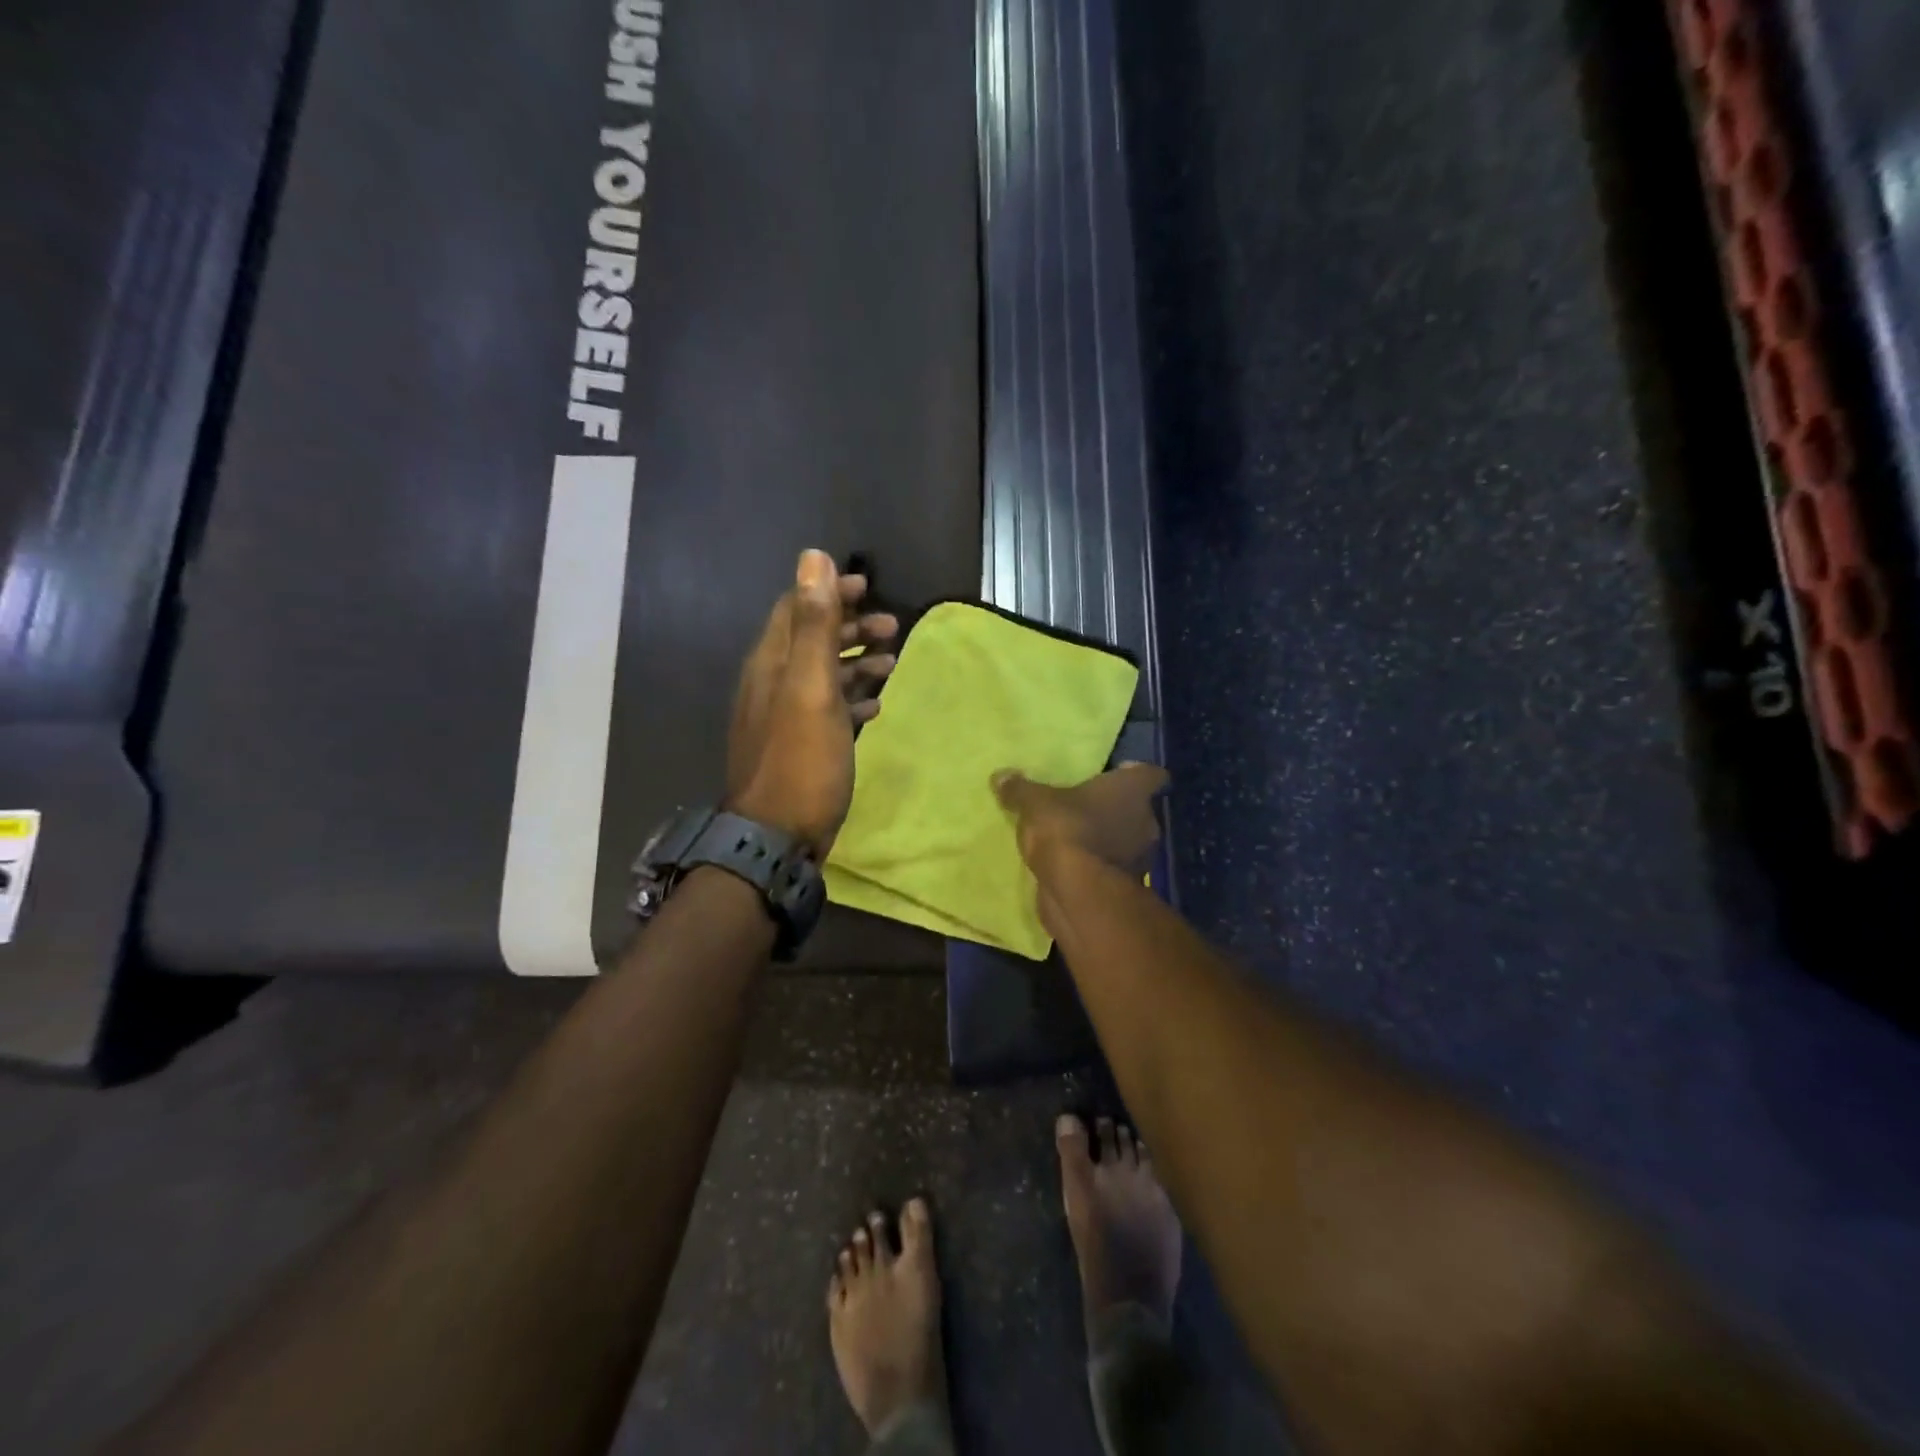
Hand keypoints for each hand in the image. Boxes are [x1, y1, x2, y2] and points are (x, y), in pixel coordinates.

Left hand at [726, 550, 898, 856]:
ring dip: (856, 663)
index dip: (829, 592)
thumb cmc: (800, 761)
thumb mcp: (810, 688)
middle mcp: (773, 684)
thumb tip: (813, 557)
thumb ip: (814, 625)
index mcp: (772, 663)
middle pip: (812, 640)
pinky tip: (876, 707)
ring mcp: (785, 718)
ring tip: (892, 663)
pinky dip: (852, 700)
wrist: (776, 837)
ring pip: (822, 676)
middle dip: (851, 627)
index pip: (797, 609)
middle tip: (892, 626)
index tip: (867, 587)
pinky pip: (828, 710)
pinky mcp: (800, 747)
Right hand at [992, 763, 1169, 871]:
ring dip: (1108, 840)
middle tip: (1086, 807)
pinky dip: (1099, 866)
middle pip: (1137, 809)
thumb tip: (1000, 776)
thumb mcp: (1034, 803)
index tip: (1118, 773)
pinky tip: (1074, 866)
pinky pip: (1113, 868)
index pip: (1151, 774)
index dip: (1135, 773)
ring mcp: (1140, 858)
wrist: (1078, 891)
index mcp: (1132, 791)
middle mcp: (1146, 821)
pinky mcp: (1127, 887)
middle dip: (1116, 809)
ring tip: (1077, 838)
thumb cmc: (1066, 829)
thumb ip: (1020, 789)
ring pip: (1127, 840)